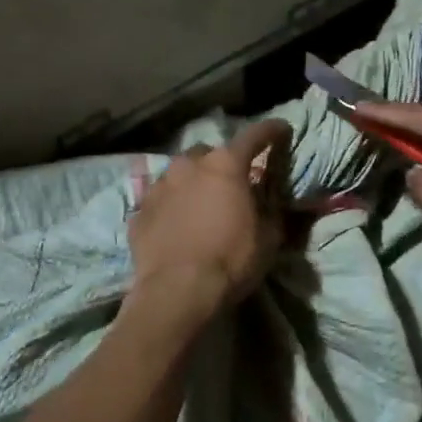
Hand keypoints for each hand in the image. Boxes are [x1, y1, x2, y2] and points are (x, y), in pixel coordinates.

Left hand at [128, 118, 290, 318]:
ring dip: (194, 182)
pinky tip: (177, 224)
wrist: (176, 292)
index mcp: (226, 165)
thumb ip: (271, 210)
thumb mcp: (269, 237)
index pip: (254, 135)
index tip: (282, 129)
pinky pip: (161, 200)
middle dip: (223, 163)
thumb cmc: (231, 260)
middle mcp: (189, 165)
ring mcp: (159, 186)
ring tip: (201, 204)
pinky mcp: (139, 210)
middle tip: (233, 183)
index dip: (271, 131)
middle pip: (210, 153)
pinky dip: (172, 206)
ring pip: (180, 173)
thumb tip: (270, 200)